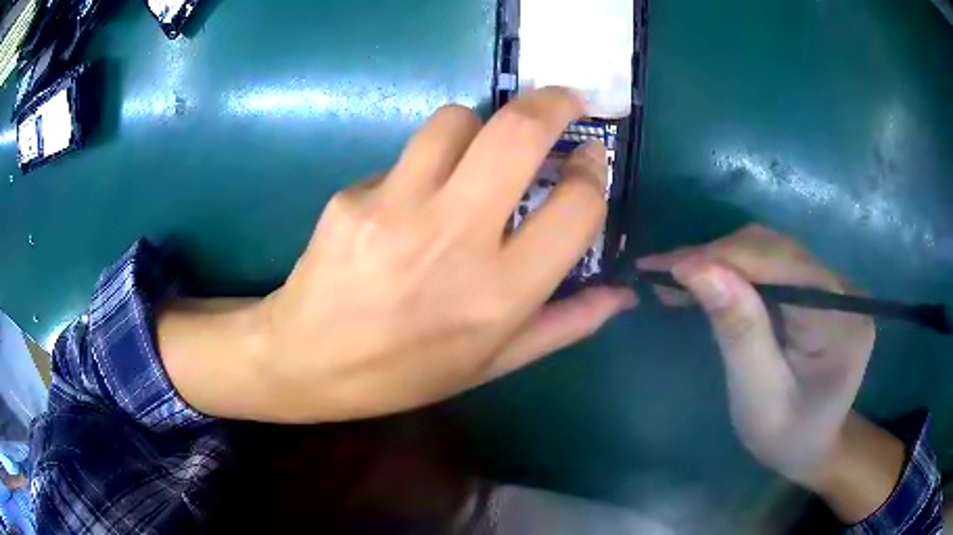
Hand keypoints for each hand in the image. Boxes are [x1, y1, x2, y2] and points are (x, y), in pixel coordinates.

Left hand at [159, 88, 635, 422]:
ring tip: (479, 152)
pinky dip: (424, 165)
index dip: (593, 173)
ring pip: (456, 121)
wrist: (306, 360)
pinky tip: (410, 202)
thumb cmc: (405, 373)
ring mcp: (395, 210)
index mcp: (500, 295)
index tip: (590, 160)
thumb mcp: (492, 364)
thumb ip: (564, 325)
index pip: (576, 207)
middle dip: (552, 103)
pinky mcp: (352, 196)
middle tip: (566, 100)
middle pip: (517, 134)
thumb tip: (622, 294)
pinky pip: (405, 157)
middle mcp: (454, 241)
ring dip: (482, 124)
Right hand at [637, 225, 876, 490]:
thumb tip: (697, 268)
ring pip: (771, 250)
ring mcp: (833, 283)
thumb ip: (738, 330)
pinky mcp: (819, 286)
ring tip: (676, 276)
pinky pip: (773, 263)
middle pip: (776, 249)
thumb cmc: (785, 436)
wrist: (812, 444)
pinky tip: (707, 280)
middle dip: (716, 257)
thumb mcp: (757, 396)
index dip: (722, 258)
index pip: (781, 265)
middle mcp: (843, 288)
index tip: (662, 267)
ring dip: (721, 259)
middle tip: (660, 273)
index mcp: (840, 319)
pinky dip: (735, 269)